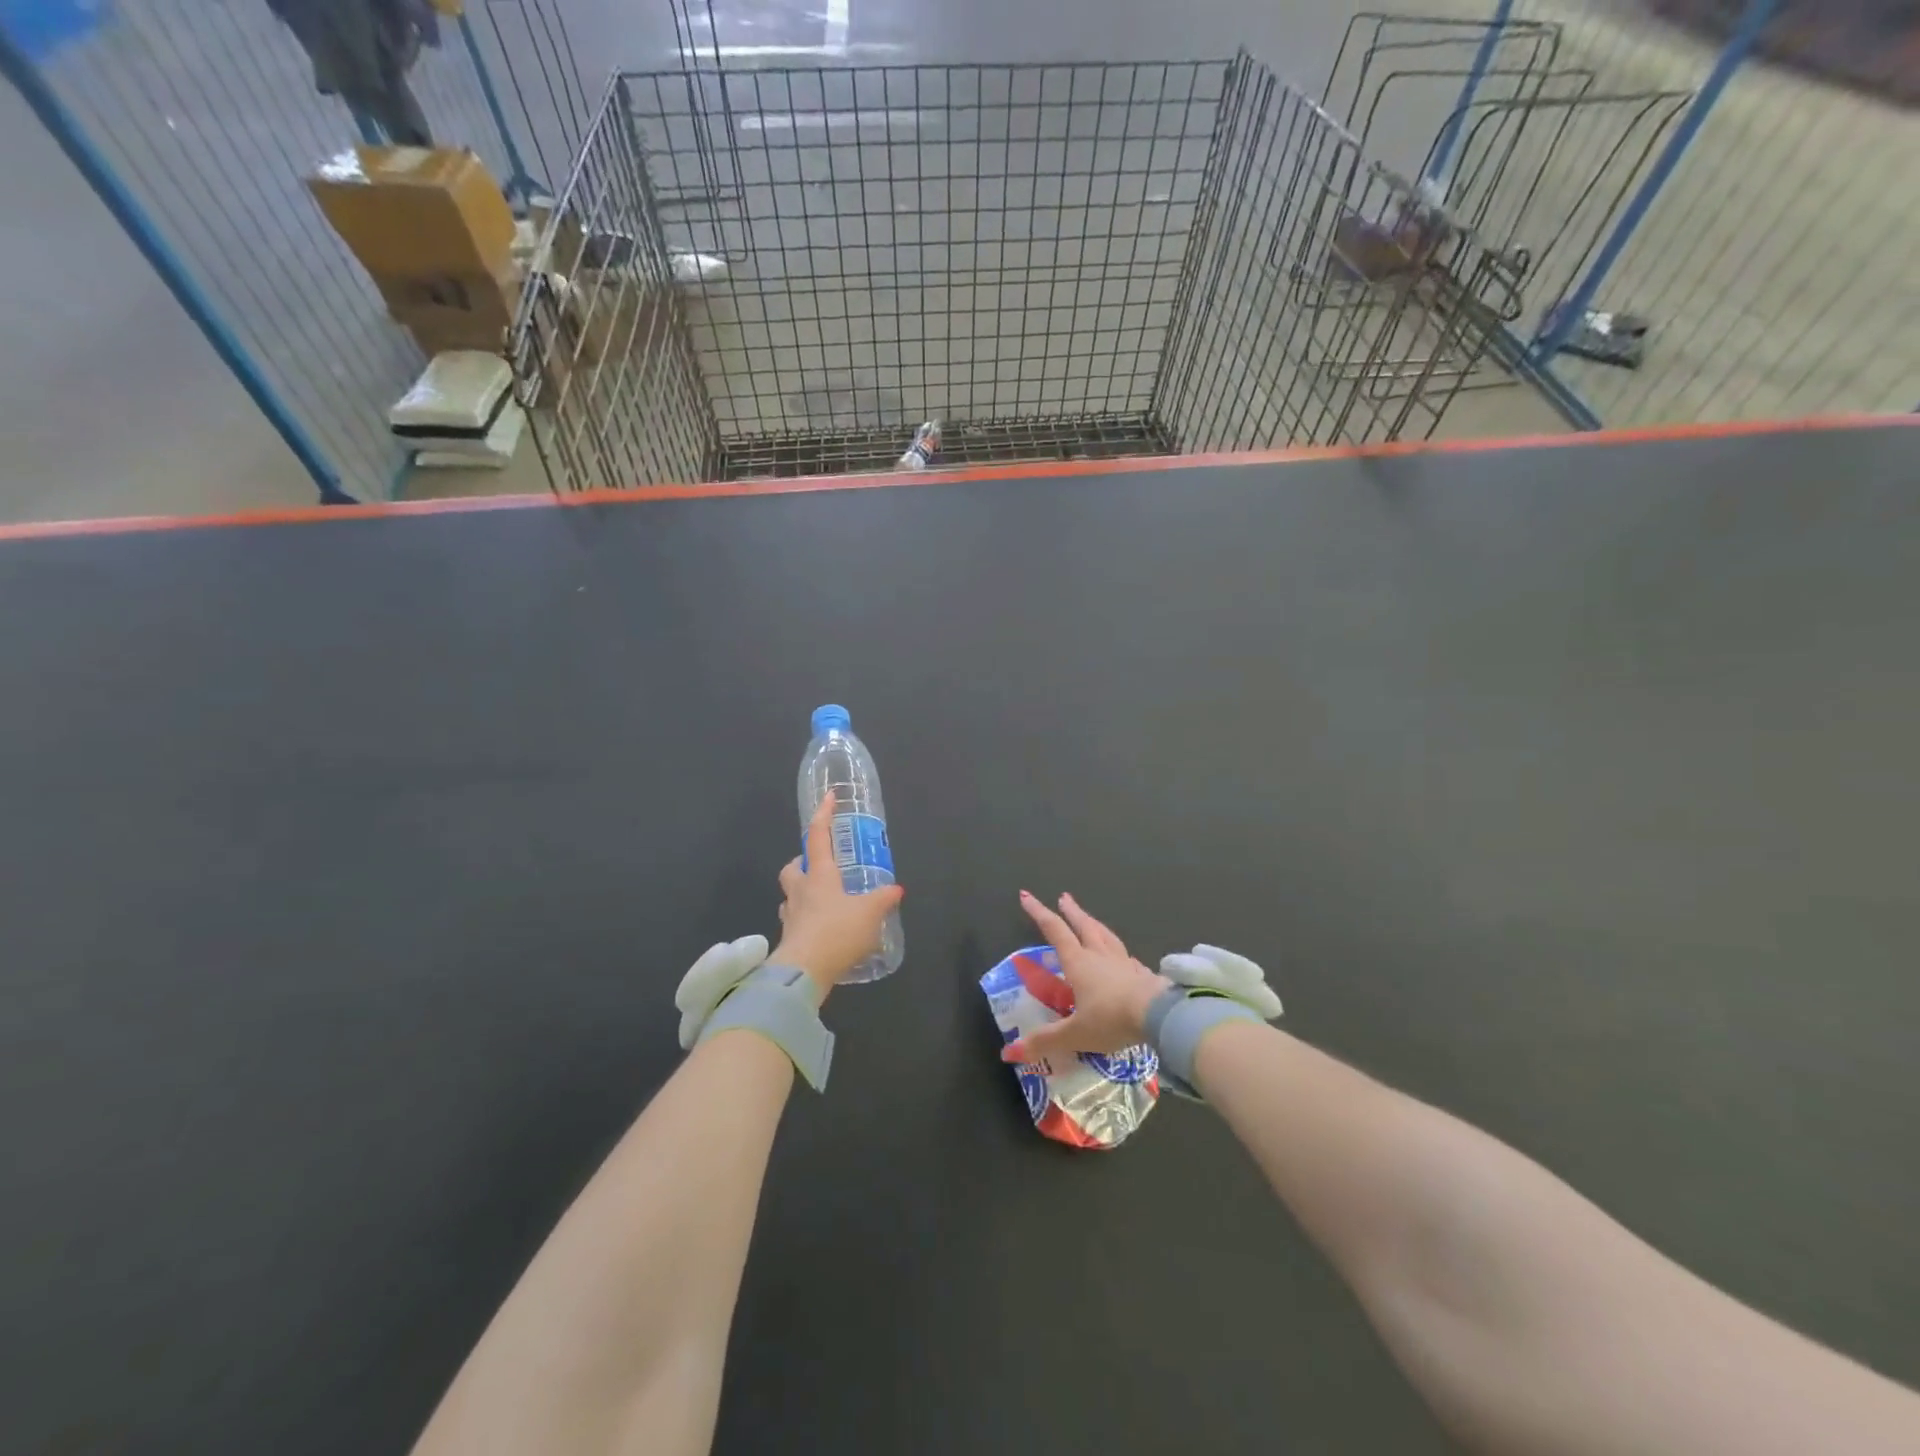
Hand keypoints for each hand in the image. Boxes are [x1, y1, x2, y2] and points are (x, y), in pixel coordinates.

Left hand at [771, 792, 904, 999]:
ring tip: (823, 900)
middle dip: (803, 862)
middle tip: (821, 866)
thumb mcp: (870, 913)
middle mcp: (801, 890)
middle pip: (793, 867)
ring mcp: (791, 916)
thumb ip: (883, 899)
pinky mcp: (789, 939)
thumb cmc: (837, 931)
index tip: (829, 797)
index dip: (823, 815)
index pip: (818, 836)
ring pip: (791, 895)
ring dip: (802, 892)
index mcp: (820, 875)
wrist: (804, 971)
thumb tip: (896, 889)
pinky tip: (820, 929)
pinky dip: (805, 921)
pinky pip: (795, 922)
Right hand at [1002, 891, 1169, 1064]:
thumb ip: (1045, 1041)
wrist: (1159, 1016)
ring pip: (1106, 936)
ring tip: (1090, 918)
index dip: (1039, 913)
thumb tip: (1009, 1052)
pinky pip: (1126, 956)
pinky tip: (1123, 956)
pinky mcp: (1142, 973)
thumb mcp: (1074, 1033)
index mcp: (1078, 962)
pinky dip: (1118, 951)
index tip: (1027, 896)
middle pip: (1083, 926)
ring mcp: (1123, 962)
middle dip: (1071, 911)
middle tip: (1064, 897)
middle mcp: (1099, 955)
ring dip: (1094, 924)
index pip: (1055, 931)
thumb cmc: (1111, 1019)